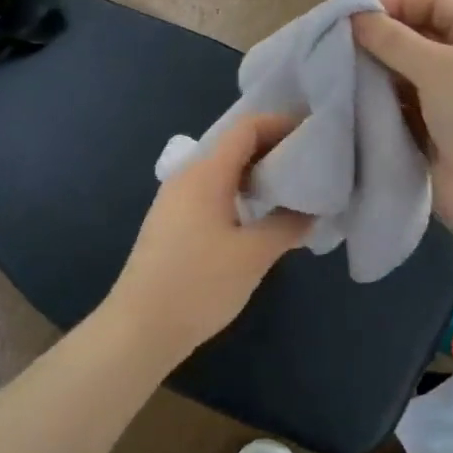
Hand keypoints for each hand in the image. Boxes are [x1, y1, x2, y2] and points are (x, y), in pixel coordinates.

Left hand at [108, 114, 312, 358]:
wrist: (139, 329)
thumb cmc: (199, 285)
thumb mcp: (254, 255)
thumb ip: (287, 225)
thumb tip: (310, 210)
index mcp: (206, 173)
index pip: (246, 127)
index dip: (281, 124)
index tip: (313, 134)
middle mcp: (187, 176)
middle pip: (234, 145)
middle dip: (273, 148)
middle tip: (310, 163)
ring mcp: (176, 199)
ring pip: (223, 170)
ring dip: (257, 173)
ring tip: (291, 189)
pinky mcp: (172, 222)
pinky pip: (213, 191)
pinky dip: (240, 192)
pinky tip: (260, 216)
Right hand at [352, 0, 452, 249]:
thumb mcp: (440, 66)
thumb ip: (393, 40)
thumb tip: (355, 16)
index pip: (433, 4)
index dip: (395, 5)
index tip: (352, 18)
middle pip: (416, 41)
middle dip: (379, 44)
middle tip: (334, 49)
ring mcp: (452, 102)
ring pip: (404, 79)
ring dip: (375, 78)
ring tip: (335, 78)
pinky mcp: (435, 136)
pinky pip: (401, 113)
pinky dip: (379, 109)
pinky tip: (348, 107)